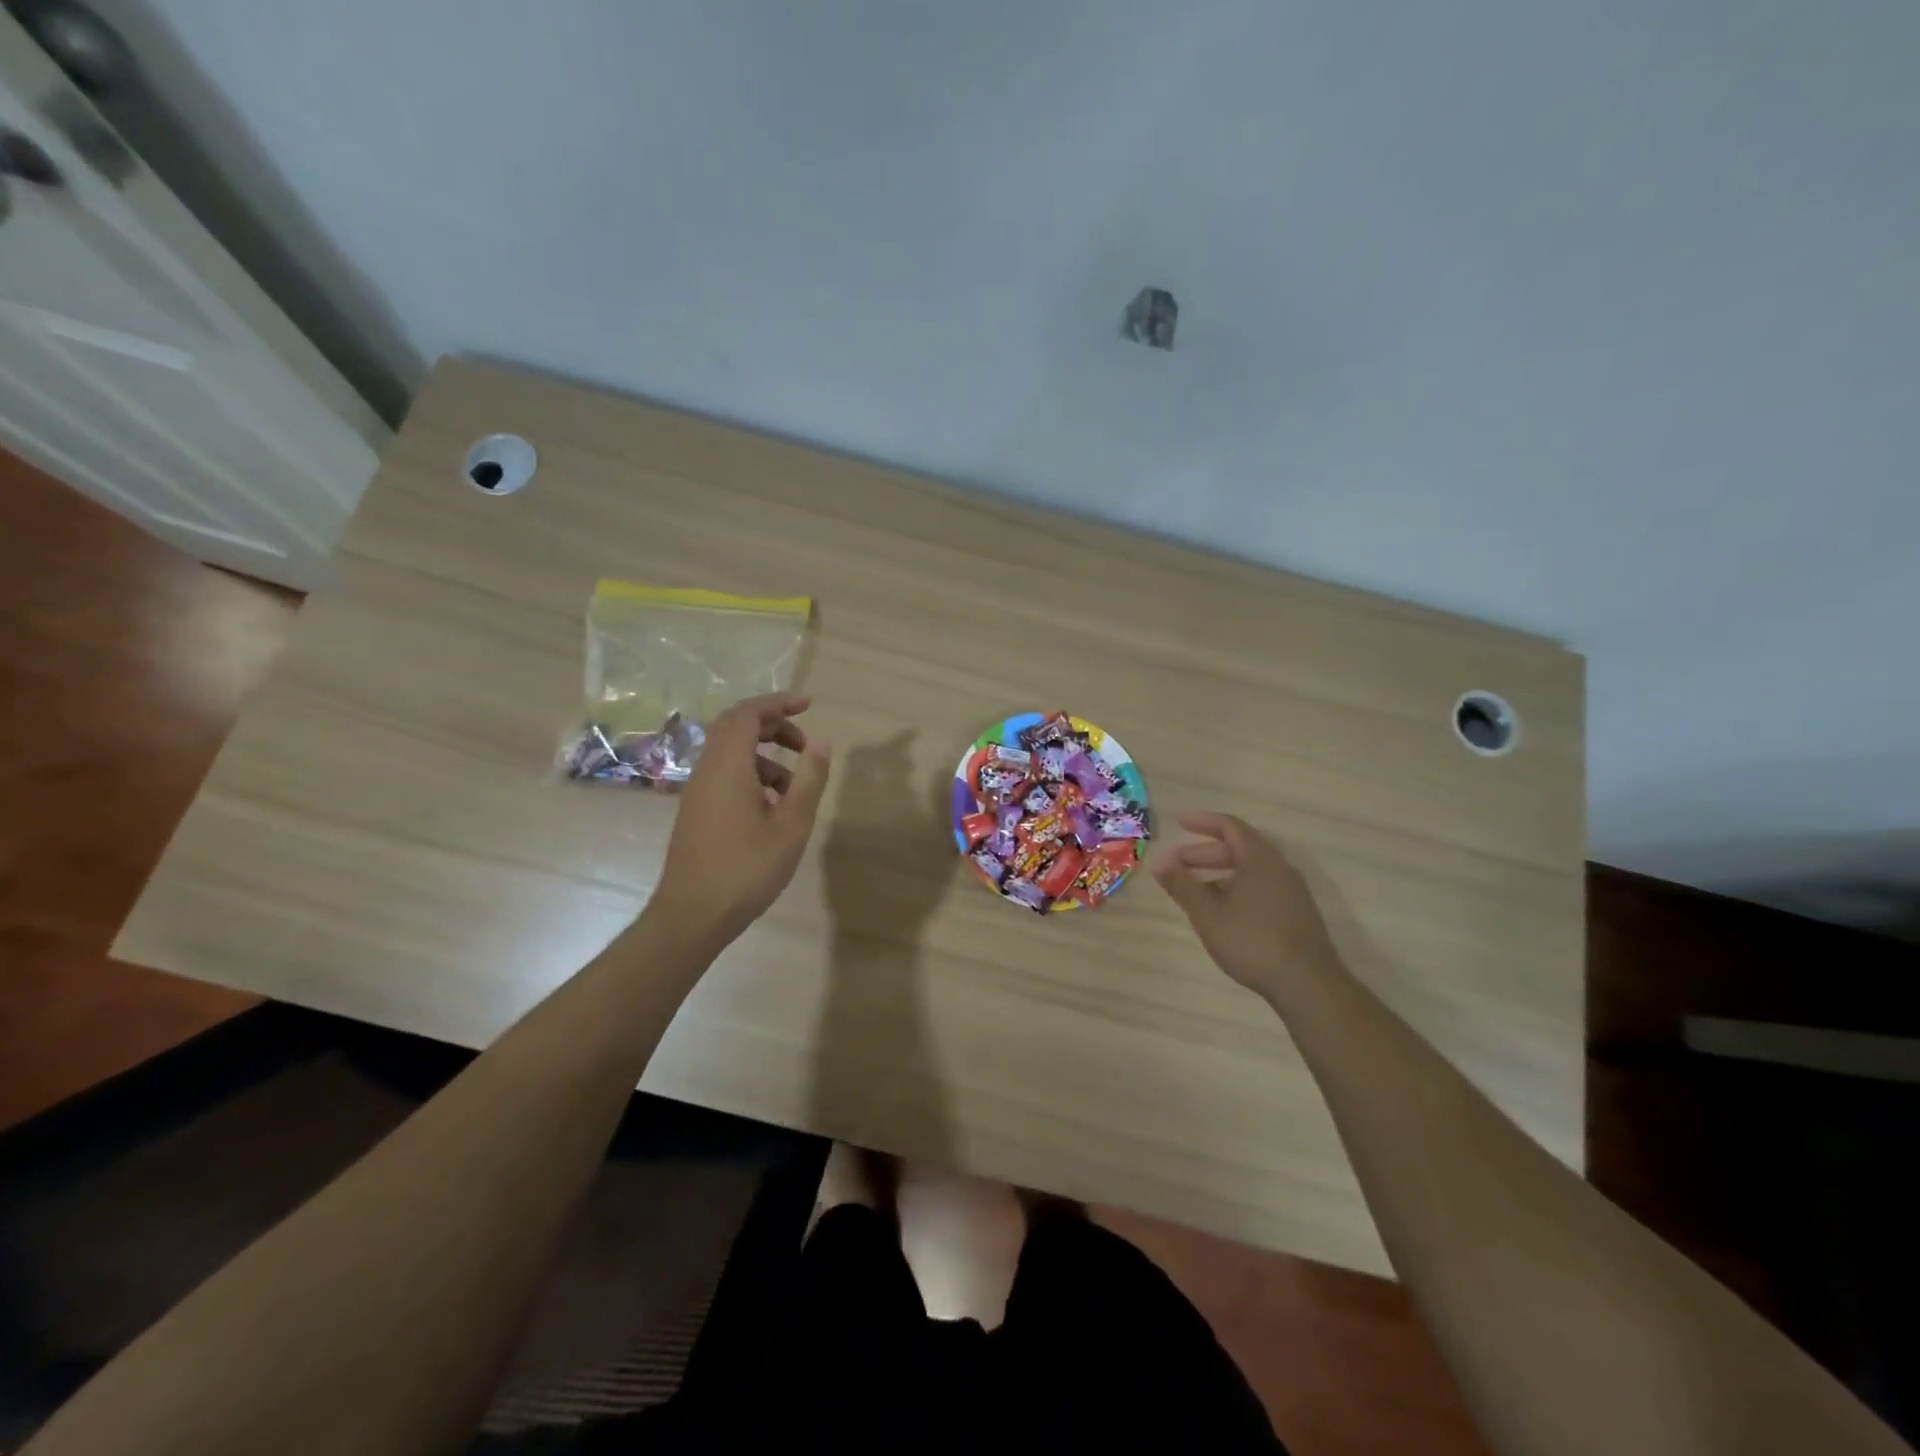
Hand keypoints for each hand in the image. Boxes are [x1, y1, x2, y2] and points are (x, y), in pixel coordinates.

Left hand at [653, 694, 831, 945]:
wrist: (692, 916)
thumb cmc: (746, 870)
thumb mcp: (791, 826)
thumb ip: (809, 780)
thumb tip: (821, 743)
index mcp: (728, 766)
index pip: (748, 713)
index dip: (778, 702)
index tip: (809, 705)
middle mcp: (707, 770)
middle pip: (736, 727)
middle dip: (773, 726)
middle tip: (805, 743)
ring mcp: (698, 791)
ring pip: (731, 753)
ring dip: (766, 756)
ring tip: (796, 787)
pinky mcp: (697, 811)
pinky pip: (725, 775)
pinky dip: (752, 775)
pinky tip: (773, 808)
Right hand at [1154, 811, 1341, 996]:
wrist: (1307, 985)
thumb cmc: (1252, 942)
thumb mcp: (1208, 913)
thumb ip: (1182, 884)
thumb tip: (1160, 861)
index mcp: (1260, 859)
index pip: (1230, 826)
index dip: (1202, 821)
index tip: (1177, 822)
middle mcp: (1280, 868)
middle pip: (1239, 848)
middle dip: (1204, 852)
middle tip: (1178, 864)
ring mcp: (1292, 891)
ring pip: (1250, 870)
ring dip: (1219, 872)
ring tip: (1195, 889)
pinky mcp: (1297, 913)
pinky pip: (1261, 886)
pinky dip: (1236, 887)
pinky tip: (1223, 911)